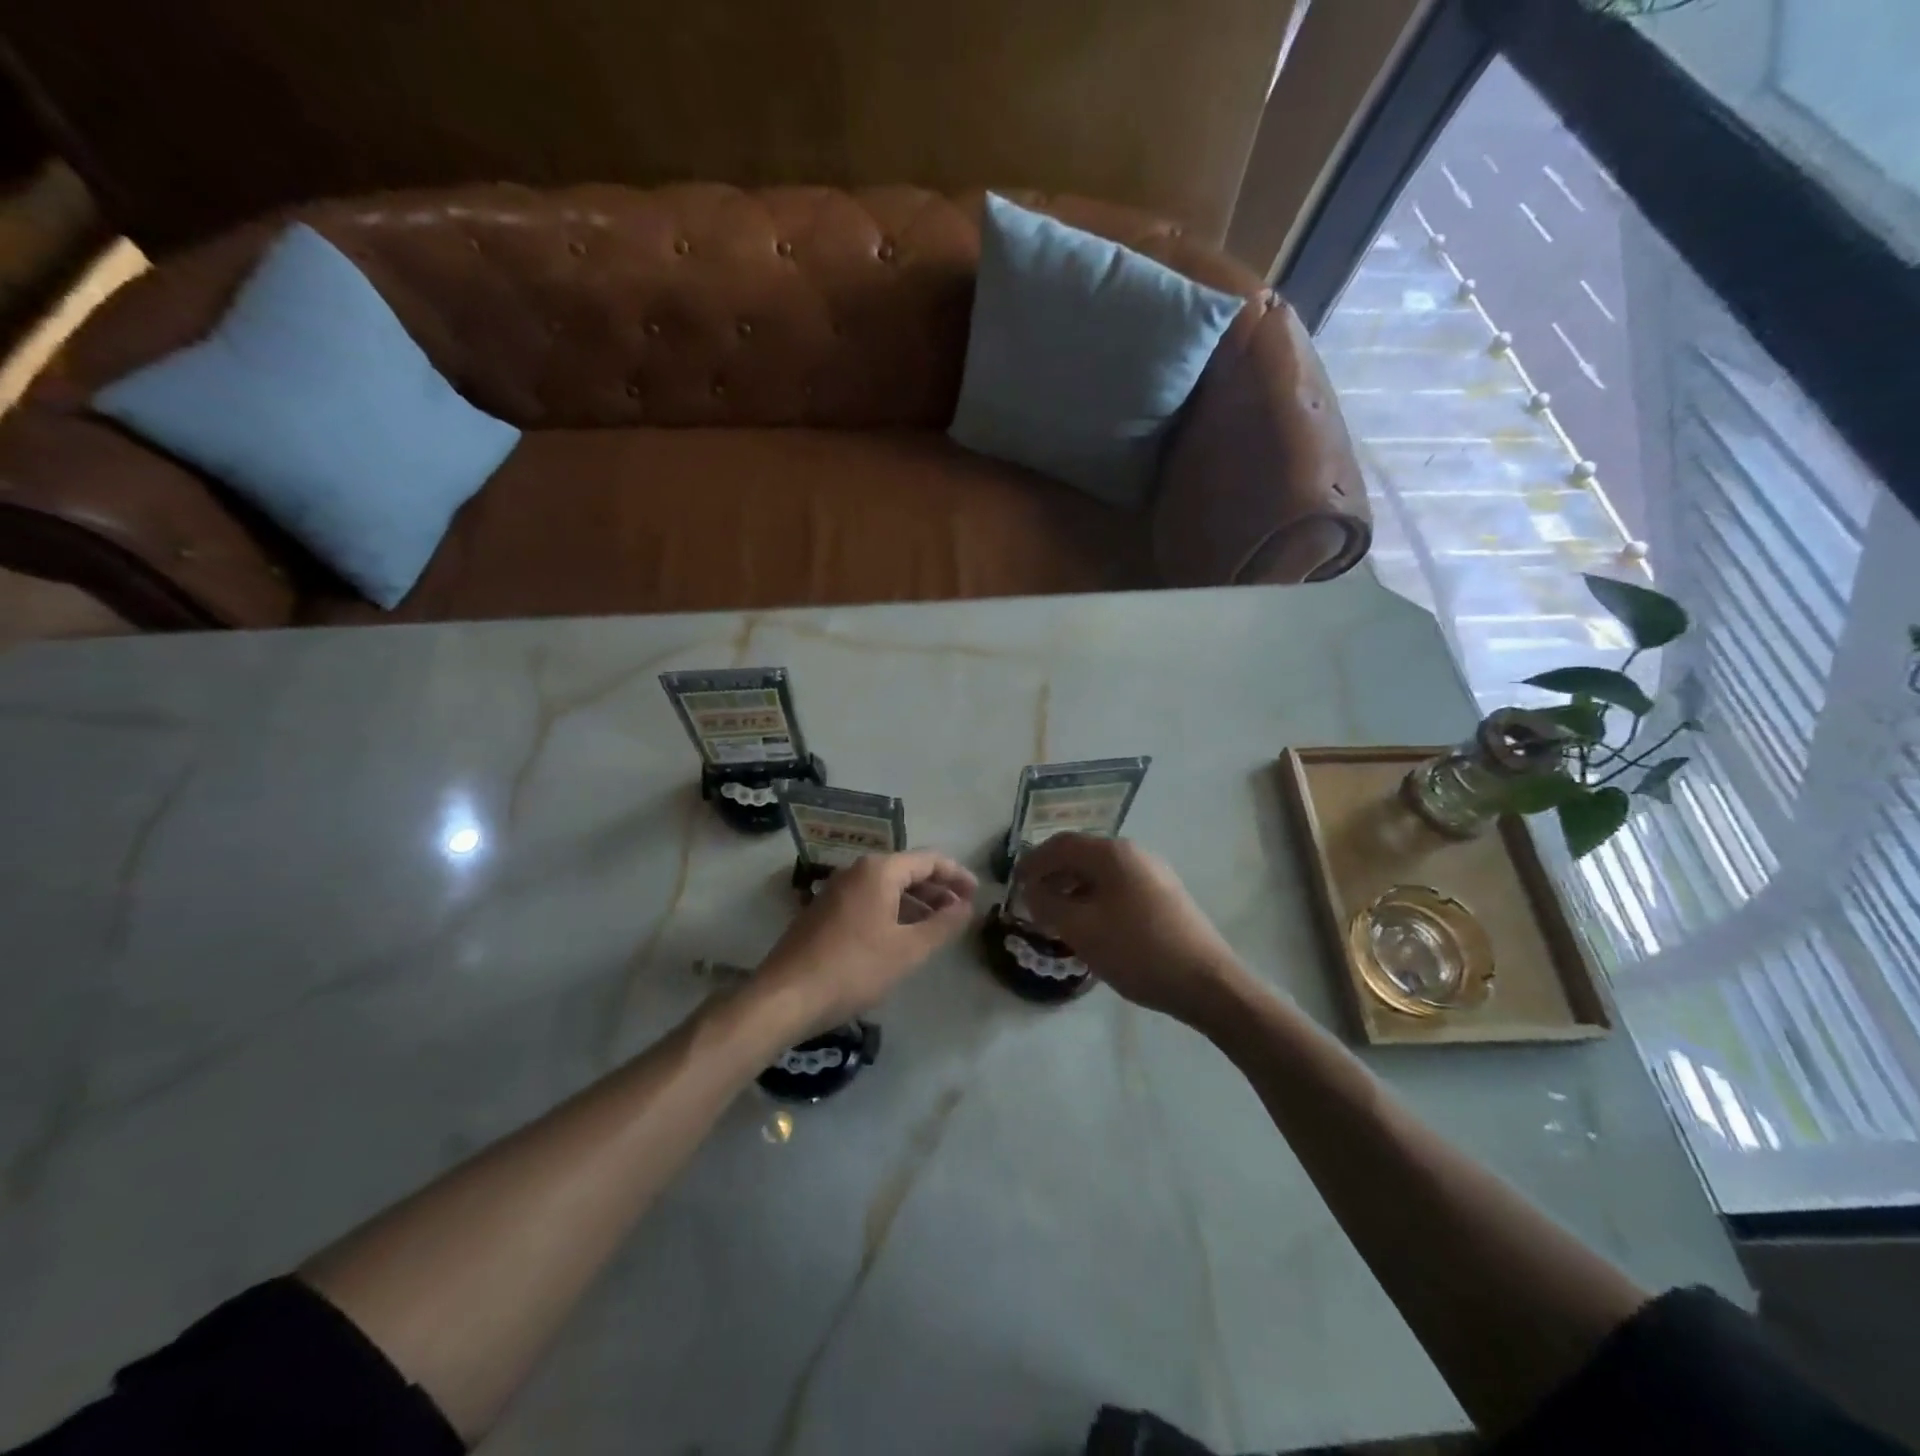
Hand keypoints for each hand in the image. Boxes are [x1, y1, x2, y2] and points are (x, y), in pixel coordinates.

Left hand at [756, 850, 977, 1029]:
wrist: (785, 997)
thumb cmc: (853, 969)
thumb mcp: (908, 950)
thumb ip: (943, 925)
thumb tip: (966, 906)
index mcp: (879, 871)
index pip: (929, 859)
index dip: (957, 874)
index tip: (977, 893)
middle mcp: (857, 871)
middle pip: (907, 870)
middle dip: (937, 889)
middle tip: (961, 912)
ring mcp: (837, 890)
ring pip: (887, 887)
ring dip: (916, 903)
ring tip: (937, 927)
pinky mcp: (824, 912)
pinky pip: (869, 901)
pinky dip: (893, 912)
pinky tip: (901, 937)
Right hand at [1015, 834, 1248, 1025]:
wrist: (1206, 982)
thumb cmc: (1137, 951)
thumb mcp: (1081, 929)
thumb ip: (1047, 904)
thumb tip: (1031, 889)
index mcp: (1113, 853)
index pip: (1061, 844)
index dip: (1033, 861)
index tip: (1014, 883)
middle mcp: (1134, 853)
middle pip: (1082, 855)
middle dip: (1052, 875)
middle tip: (1033, 902)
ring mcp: (1154, 874)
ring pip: (1101, 873)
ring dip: (1073, 889)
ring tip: (1057, 917)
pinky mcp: (1165, 896)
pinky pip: (1119, 887)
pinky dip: (1095, 899)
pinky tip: (1091, 926)